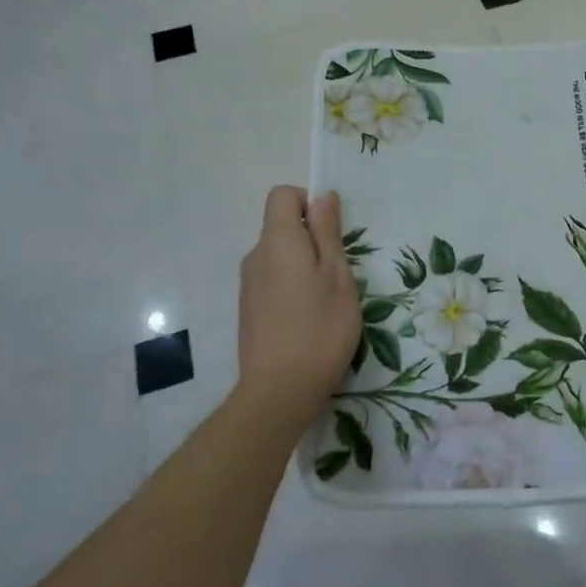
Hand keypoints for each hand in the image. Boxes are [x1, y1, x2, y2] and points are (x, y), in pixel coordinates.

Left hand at [236, 186, 360, 432]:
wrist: (279, 391)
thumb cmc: (320, 328)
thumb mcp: (337, 275)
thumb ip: (327, 232)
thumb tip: (321, 196)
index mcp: (277, 241)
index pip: (282, 195)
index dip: (307, 203)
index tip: (330, 233)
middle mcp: (255, 256)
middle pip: (281, 227)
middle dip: (311, 239)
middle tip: (337, 274)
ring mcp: (248, 285)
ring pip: (279, 256)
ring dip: (302, 266)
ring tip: (325, 301)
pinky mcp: (248, 310)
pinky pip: (272, 281)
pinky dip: (291, 288)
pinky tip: (307, 320)